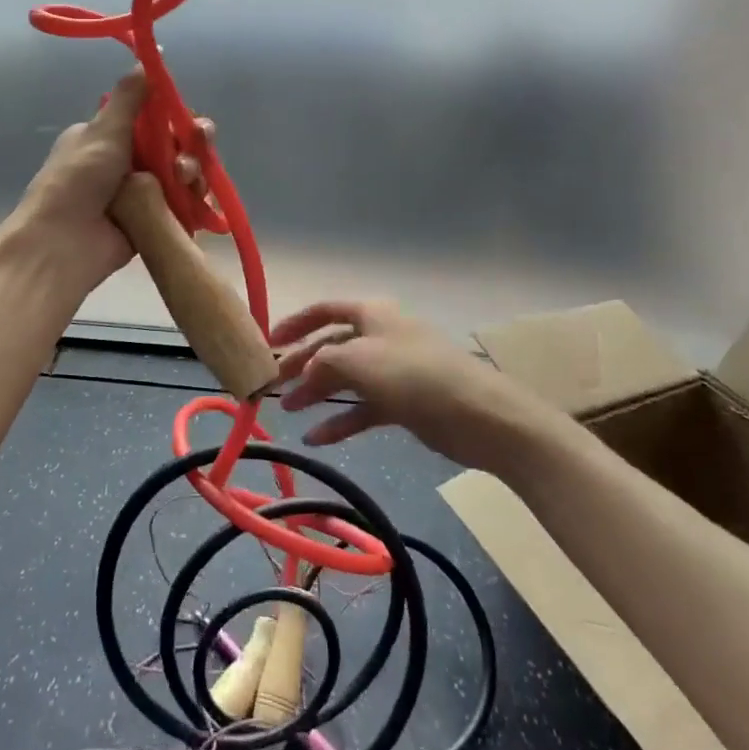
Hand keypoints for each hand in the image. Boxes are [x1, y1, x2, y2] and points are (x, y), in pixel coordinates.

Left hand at [10, 68, 211, 294]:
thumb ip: (130, 96)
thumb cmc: (78, 180)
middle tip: (200, 143)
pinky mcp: (152, 221)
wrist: (63, 243)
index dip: (176, 118)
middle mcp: (126, 162)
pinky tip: (202, 198)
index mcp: (109, 137)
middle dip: (191, 144)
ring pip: (181, 175)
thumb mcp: (103, 130)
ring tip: (186, 178)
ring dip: (192, 171)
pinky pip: (182, 205)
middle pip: (173, 147)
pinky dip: (195, 200)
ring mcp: (140, 194)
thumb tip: (149, 56)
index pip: (154, 120)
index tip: (189, 120)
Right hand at [272, 299, 545, 470]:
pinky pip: (363, 408)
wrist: (479, 414)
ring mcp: (392, 370)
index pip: (324, 310)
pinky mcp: (403, 402)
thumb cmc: (414, 374)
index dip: (295, 323)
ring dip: (317, 394)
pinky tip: (317, 439)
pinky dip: (341, 421)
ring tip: (290, 413)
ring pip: (346, 378)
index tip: (269, 342)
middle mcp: (379, 337)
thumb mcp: (359, 360)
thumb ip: (323, 362)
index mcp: (371, 314)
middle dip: (302, 364)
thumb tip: (305, 372)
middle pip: (331, 346)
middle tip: (273, 386)